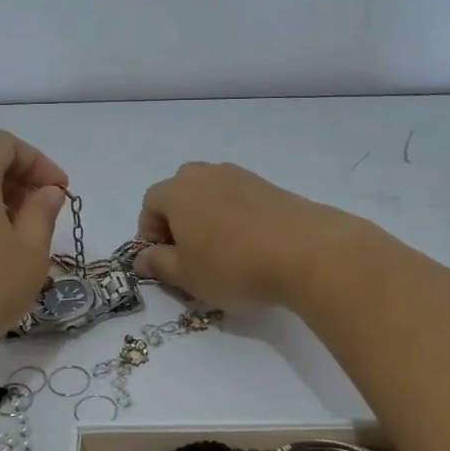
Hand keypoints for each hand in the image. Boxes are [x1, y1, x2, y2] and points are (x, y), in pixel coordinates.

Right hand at [134, 162, 358, 309]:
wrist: (307, 252)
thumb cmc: (233, 266)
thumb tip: (142, 258)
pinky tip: (249, 247)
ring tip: (222, 254)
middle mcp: (206, 174)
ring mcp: (241, 177)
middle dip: (178, 222)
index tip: (163, 261)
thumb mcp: (187, 276)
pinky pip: (239, 200)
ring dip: (207, 219)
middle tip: (190, 256)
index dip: (150, 234)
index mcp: (178, 190)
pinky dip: (235, 219)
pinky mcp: (270, 186)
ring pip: (211, 195)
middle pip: (180, 193)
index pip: (150, 204)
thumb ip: (159, 265)